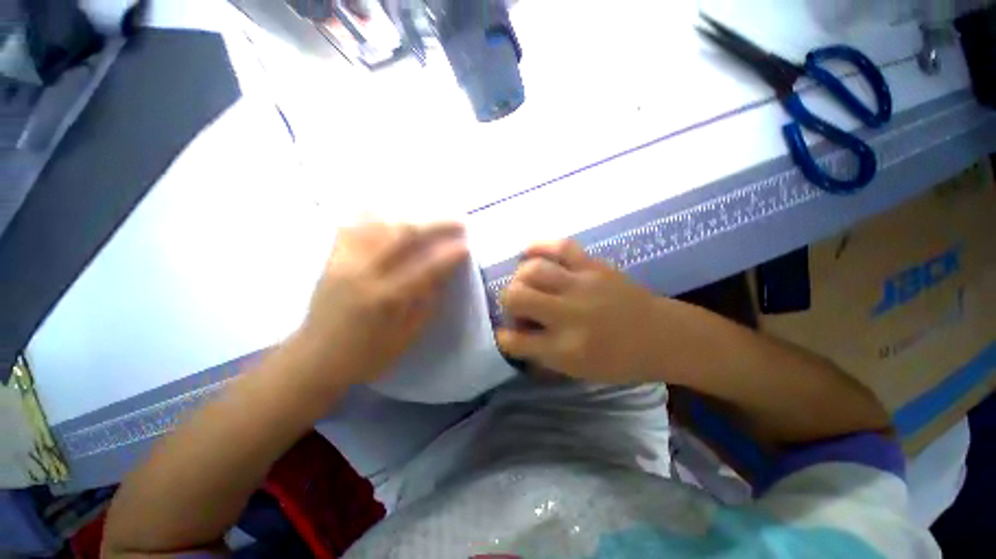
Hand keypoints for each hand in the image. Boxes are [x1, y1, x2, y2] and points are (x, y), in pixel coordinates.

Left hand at [290, 221, 468, 391]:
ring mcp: (344, 260)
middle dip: (436, 224)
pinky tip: (392, 213)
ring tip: (431, 216)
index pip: (426, 267)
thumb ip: (426, 301)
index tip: (466, 246)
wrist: (315, 358)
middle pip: (403, 234)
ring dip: (411, 215)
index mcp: (385, 298)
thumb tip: (444, 272)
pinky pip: (355, 225)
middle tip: (458, 222)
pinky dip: (376, 215)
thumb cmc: (367, 355)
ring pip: (380, 223)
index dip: (449, 255)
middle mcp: (363, 272)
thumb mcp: (406, 336)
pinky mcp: (332, 258)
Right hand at [496, 240, 665, 382]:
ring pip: (532, 270)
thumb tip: (515, 335)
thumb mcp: (578, 371)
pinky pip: (559, 246)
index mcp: (565, 349)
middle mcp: (569, 315)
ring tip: (524, 284)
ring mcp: (582, 285)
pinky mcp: (594, 265)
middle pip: (515, 297)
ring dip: (519, 278)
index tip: (506, 334)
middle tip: (518, 307)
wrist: (663, 336)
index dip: (504, 337)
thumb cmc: (620, 361)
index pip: (515, 341)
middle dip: (507, 302)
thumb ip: (542, 355)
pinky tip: (528, 253)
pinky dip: (537, 246)